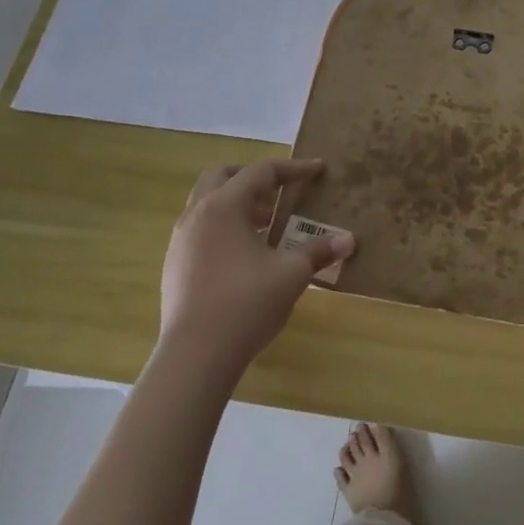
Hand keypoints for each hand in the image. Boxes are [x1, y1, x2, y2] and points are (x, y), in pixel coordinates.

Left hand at [157, 158, 353, 380]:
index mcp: (225, 206)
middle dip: (254, 177)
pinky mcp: (174, 265)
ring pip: (207, 202)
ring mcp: (180, 240)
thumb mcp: (292, 274)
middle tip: (280, 192)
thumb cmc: (246, 304)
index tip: (318, 170)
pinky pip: (200, 228)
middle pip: (223, 176)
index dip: (293, 169)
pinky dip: (223, 226)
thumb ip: (319, 251)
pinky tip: (243, 254)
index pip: (262, 172)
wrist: (195, 356)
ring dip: (237, 203)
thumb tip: (349, 240)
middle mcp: (197, 214)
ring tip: (266, 224)